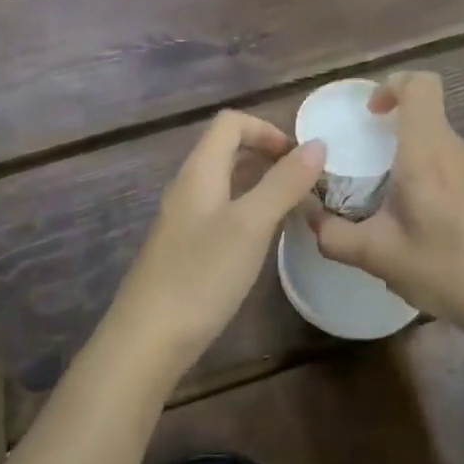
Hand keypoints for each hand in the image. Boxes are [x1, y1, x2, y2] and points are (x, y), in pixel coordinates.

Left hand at [105, 110, 324, 383]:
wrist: (147, 340)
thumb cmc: (201, 275)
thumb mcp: (251, 225)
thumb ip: (284, 183)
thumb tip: (317, 143)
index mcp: (200, 170)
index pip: (231, 122)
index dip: (267, 128)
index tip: (299, 157)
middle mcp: (189, 186)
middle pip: (228, 149)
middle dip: (268, 156)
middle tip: (305, 182)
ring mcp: (184, 219)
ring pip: (227, 183)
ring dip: (261, 184)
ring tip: (295, 208)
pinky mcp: (185, 248)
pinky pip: (222, 212)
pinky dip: (249, 212)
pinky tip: (266, 240)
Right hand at [311, 71, 463, 338]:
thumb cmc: (448, 268)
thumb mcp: (379, 257)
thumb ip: (334, 236)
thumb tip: (309, 217)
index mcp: (427, 152)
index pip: (420, 85)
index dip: (392, 86)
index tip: (370, 115)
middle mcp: (455, 150)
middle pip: (426, 114)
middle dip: (392, 129)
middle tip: (366, 165)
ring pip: (438, 143)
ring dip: (411, 157)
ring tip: (391, 203)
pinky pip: (453, 167)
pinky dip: (431, 179)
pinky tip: (424, 226)